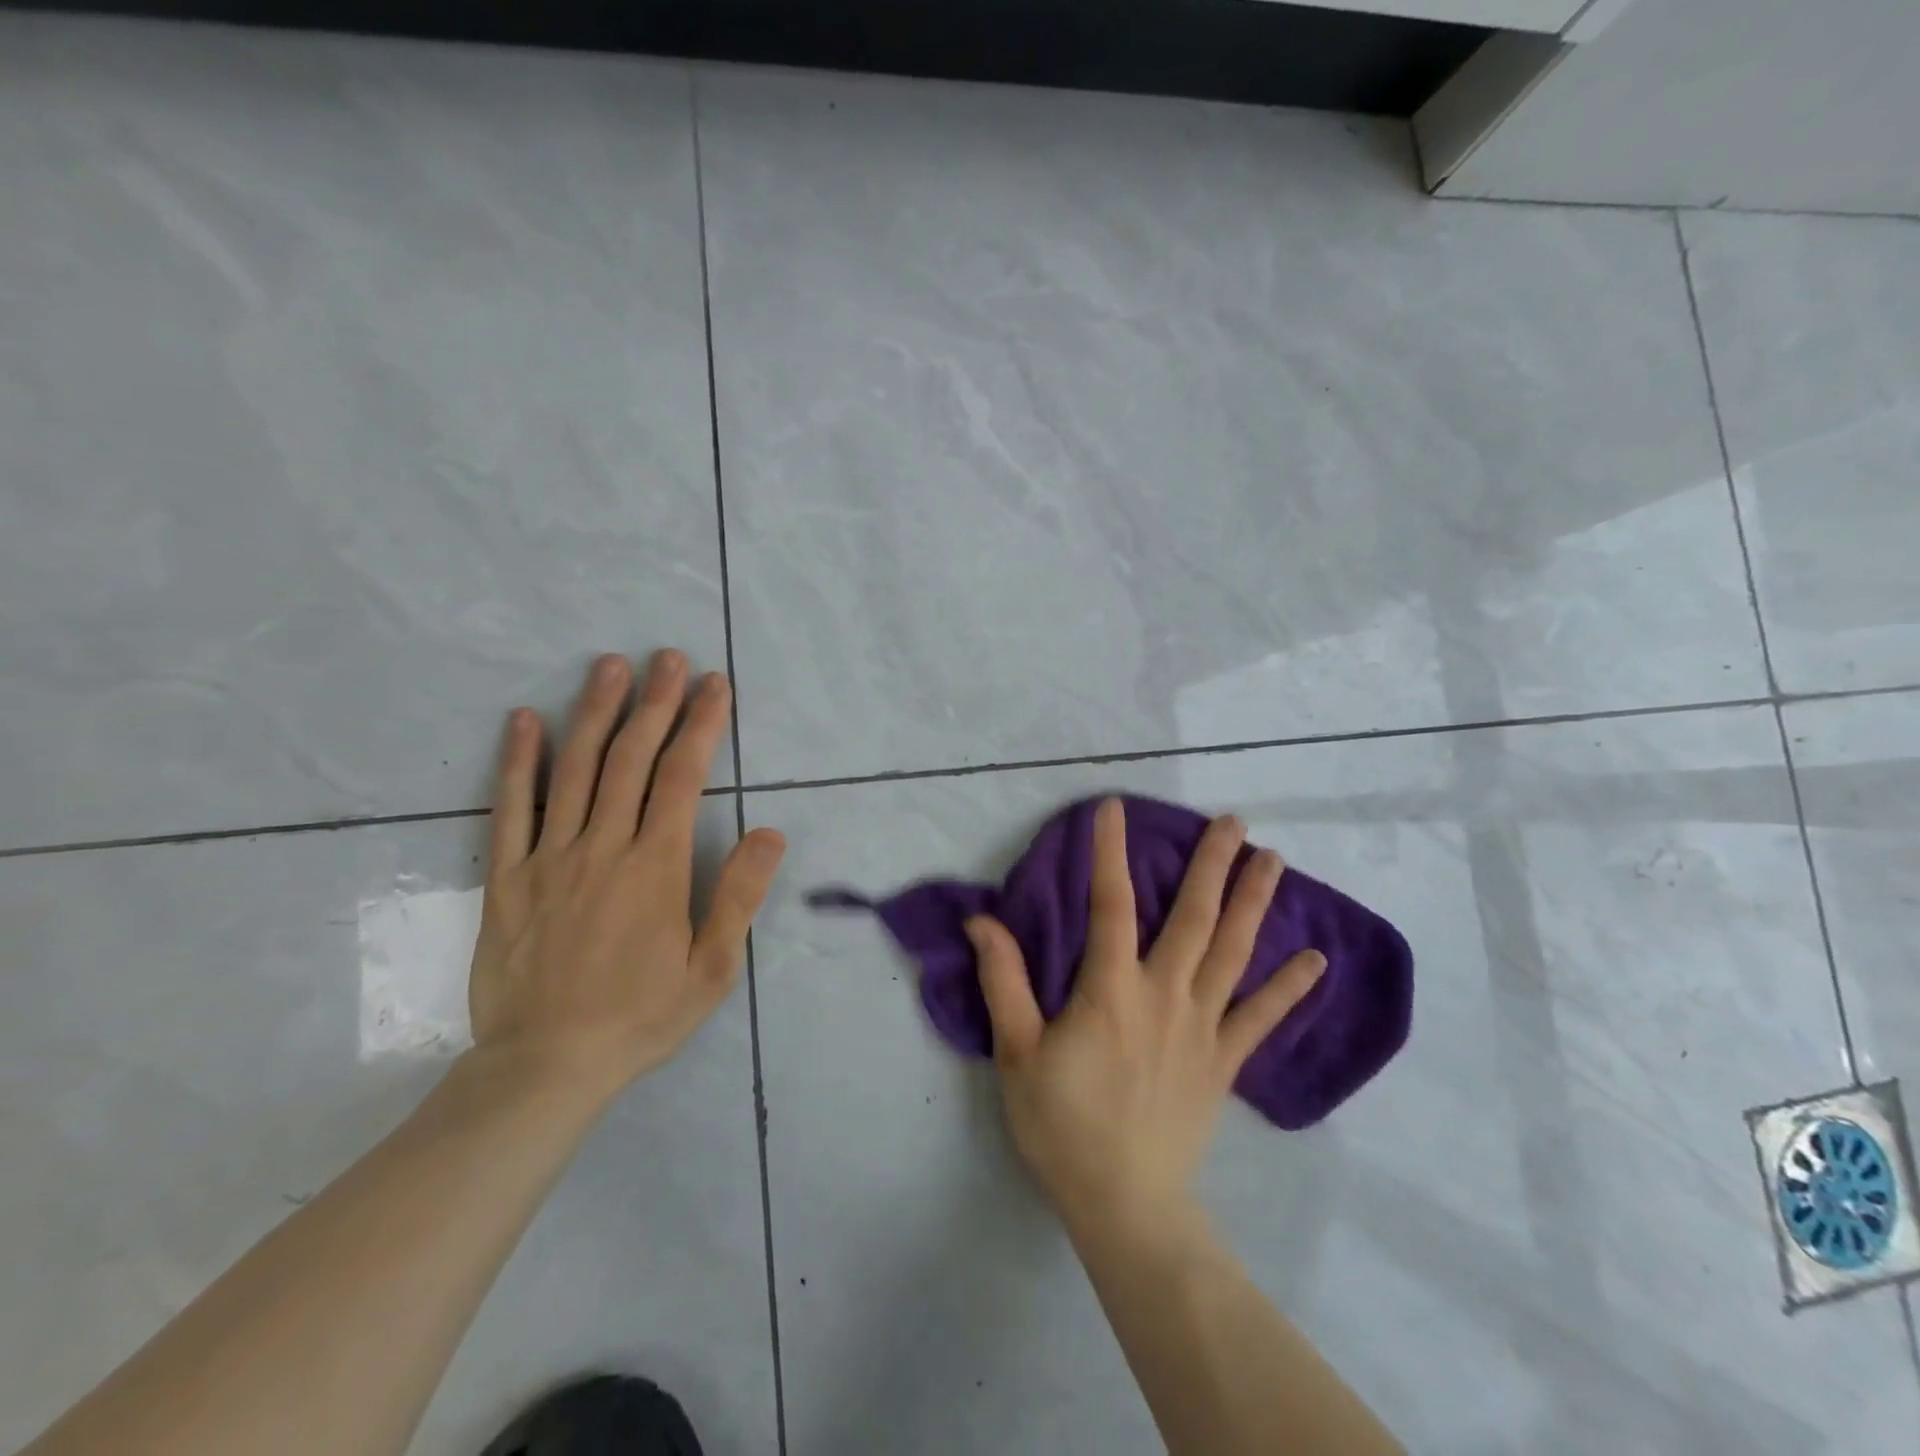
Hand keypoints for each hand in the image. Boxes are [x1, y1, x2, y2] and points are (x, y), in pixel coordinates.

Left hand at [467, 650, 785, 1099]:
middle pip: (630, 758)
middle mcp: (602, 847)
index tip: (715, 685)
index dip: (702, 725)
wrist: (545, 1066)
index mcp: (655, 866)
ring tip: (609, 666)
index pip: (682, 777)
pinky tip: (523, 721)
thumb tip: (770, 833)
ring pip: (573, 769)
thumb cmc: (640, 1016)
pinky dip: (517, 761)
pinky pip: (508, 809)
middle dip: (654, 702)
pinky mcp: (506, 878)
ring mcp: (548, 858)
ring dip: (594, 712)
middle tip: (667, 657)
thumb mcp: (712, 969)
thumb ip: (739, 896)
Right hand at [965, 798, 1324, 1235]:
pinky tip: (1315, 960)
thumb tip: (981, 920)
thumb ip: (1003, 980)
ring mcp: (1202, 1027)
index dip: (1110, 852)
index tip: (1114, 808)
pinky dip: (1289, 988)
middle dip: (1212, 865)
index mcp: (1111, 989)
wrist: (1124, 1205)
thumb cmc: (1062, 1124)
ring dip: (1254, 903)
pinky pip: (1261, 1018)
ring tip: (1273, 860)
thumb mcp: (1016, 1051)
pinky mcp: (1224, 1061)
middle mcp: (1164, 995)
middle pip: (1193, 918)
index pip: (1110, 904)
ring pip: (1233, 954)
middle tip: (1232, 821)